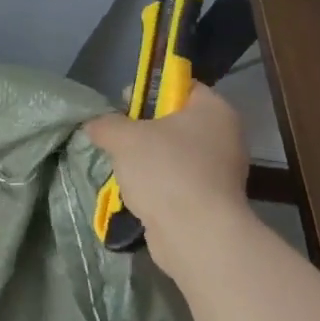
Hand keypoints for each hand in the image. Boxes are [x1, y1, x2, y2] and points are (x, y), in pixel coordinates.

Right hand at [84, 84, 251, 255]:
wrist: (196, 235)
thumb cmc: (165, 171)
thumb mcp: (123, 137)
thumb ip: (106, 124)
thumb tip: (94, 125)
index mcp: (213, 110)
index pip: (181, 86)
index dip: (149, 90)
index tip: (122, 104)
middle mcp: (224, 136)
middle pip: (175, 120)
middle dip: (143, 128)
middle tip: (116, 136)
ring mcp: (221, 171)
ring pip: (174, 153)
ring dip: (147, 158)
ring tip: (121, 167)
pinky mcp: (211, 199)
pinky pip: (178, 180)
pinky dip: (157, 184)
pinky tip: (136, 191)